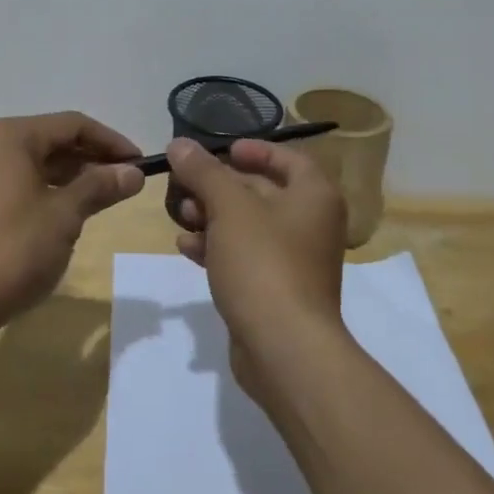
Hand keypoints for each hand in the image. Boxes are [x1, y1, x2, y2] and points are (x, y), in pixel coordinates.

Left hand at [0, 112, 143, 325]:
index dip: (111, 141)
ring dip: (70, 175)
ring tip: (104, 196)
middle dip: (91, 158)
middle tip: (126, 181)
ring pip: (33, 162)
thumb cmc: (12, 250)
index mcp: (10, 137)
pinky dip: (45, 189)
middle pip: (51, 140)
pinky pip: (16, 182)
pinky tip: (67, 211)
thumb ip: (100, 186)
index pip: (72, 124)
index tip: (140, 163)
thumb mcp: (65, 216)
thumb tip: (134, 172)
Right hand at [167, 137, 347, 391]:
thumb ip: (203, 171)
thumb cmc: (263, 262)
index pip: (288, 158)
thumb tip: (179, 144)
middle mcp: (311, 224)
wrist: (284, 348)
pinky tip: (186, 247)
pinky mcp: (275, 290)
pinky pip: (244, 257)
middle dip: (219, 186)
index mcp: (314, 196)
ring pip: (248, 226)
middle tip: (184, 183)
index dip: (255, 150)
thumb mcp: (229, 207)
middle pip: (262, 191)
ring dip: (212, 216)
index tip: (222, 151)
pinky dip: (217, 247)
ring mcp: (294, 261)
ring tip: (180, 216)